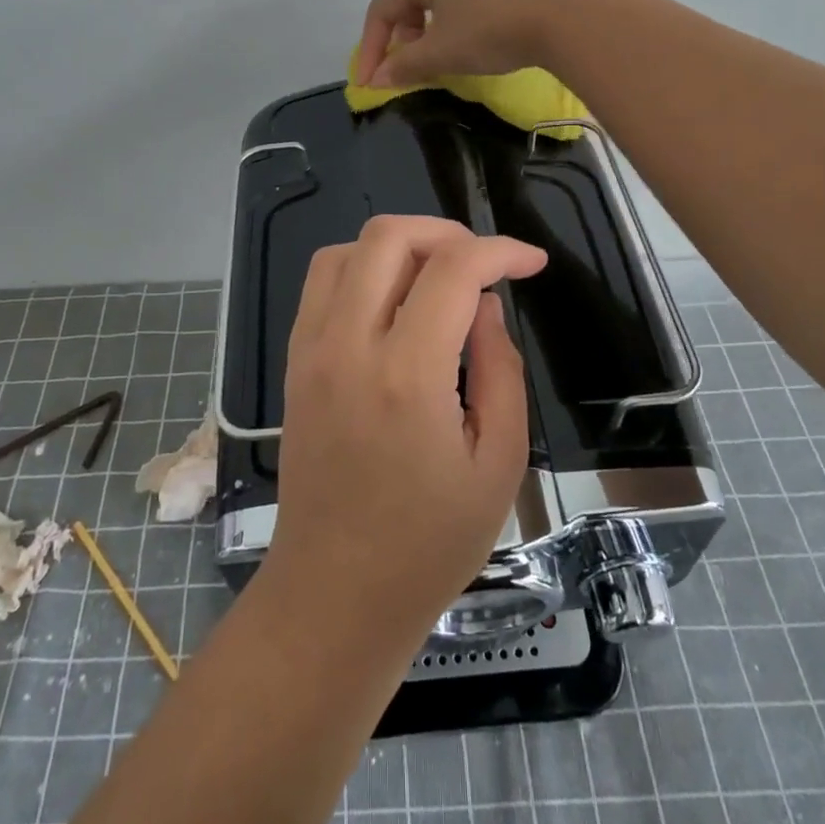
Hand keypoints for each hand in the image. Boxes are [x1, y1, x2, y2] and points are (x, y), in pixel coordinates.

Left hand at [259, 215, 547, 641]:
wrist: (336, 591)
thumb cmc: (429, 543)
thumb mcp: (498, 463)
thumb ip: (500, 369)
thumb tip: (484, 306)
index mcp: (406, 375)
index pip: (453, 269)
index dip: (501, 251)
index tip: (531, 262)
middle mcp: (348, 346)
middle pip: (389, 236)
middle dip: (447, 233)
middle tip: (483, 264)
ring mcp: (311, 349)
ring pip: (347, 249)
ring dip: (400, 246)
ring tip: (438, 277)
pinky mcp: (293, 360)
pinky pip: (323, 282)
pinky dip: (363, 267)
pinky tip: (394, 301)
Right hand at [355, 0, 559, 87]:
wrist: (564, 15)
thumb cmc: (490, 28)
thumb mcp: (440, 52)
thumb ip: (404, 66)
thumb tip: (376, 81)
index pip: (381, 9)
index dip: (371, 50)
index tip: (368, 84)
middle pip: (407, 3)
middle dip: (399, 42)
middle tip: (404, 72)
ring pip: (435, 5)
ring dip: (425, 38)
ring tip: (434, 64)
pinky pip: (461, 4)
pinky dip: (451, 29)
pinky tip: (464, 49)